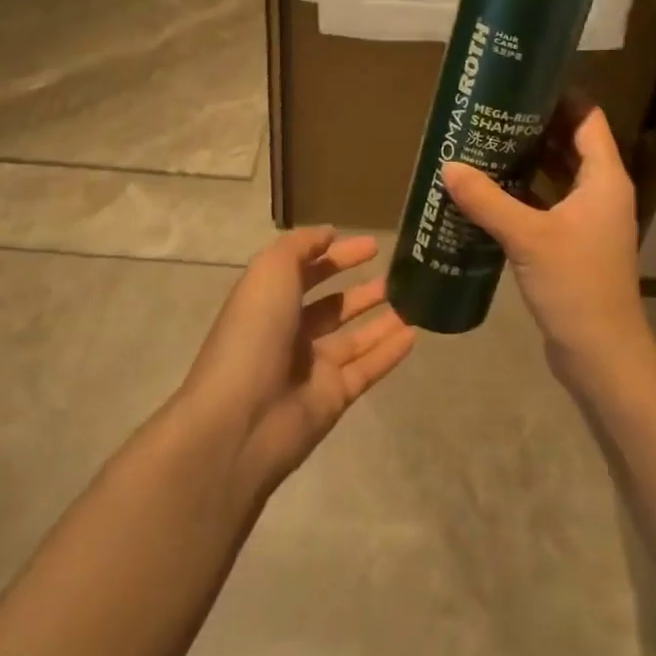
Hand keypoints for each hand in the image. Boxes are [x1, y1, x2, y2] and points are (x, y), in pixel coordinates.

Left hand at [182, 227, 415, 496]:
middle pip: (332, 307)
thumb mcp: (270, 272)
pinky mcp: (332, 398)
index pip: (306, 272)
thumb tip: (328, 233)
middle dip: (362, 290)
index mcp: (269, 302)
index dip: (336, 256)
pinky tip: (415, 334)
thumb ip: (300, 247)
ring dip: (382, 319)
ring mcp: (312, 368)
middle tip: (399, 274)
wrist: (240, 421)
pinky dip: (390, 351)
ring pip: (355, 338)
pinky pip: (367, 368)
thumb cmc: (253, 334)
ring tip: (415, 300)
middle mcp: (289, 333)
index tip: (372, 245)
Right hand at [441, 98, 655, 392]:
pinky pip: (547, 204)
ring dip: (527, 160)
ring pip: (557, 175)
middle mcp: (600, 192)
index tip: (521, 83)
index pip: (587, 118)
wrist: (601, 355)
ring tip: (484, 142)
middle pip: (570, 143)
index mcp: (604, 178)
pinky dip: (524, 193)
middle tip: (492, 111)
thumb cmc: (575, 285)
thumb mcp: (527, 237)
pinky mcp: (573, 244)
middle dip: (534, 126)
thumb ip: (487, 199)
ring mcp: (588, 220)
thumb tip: (449, 165)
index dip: (559, 97)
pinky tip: (489, 191)